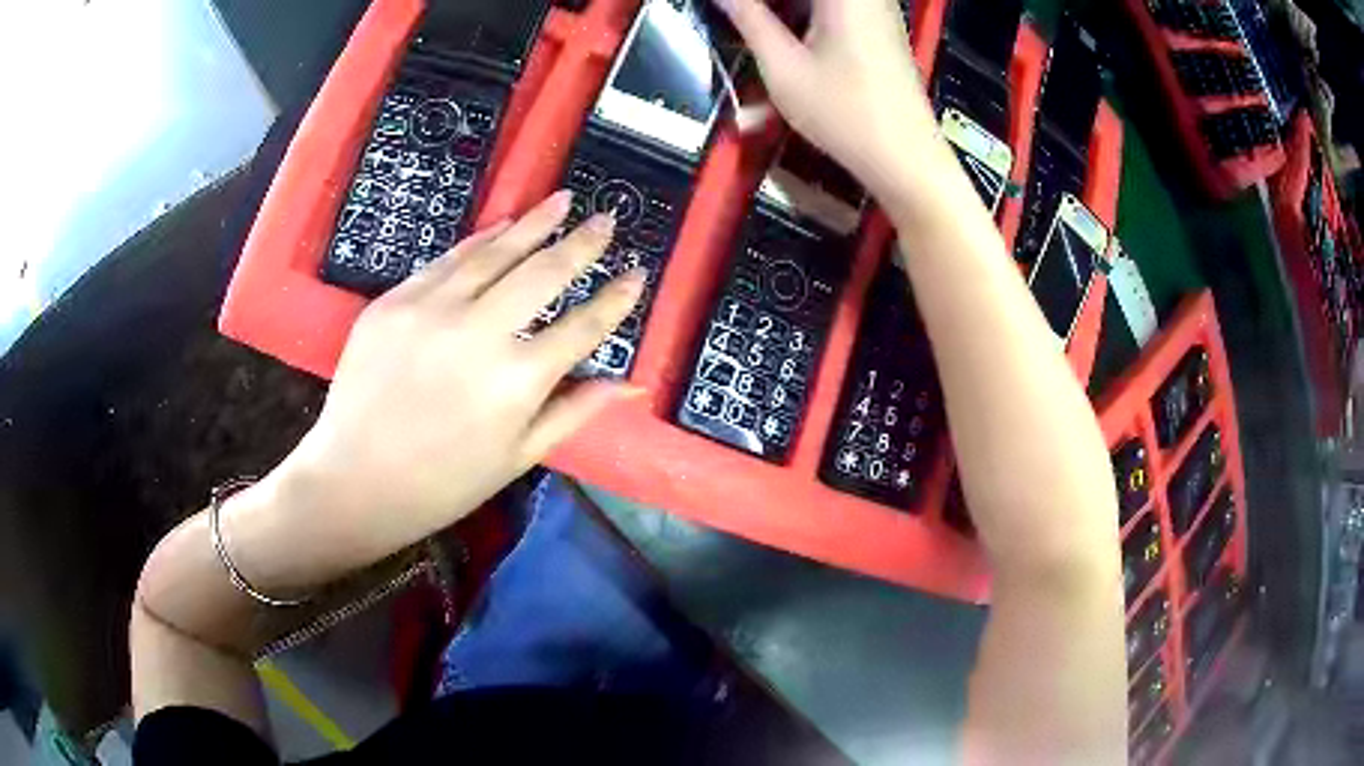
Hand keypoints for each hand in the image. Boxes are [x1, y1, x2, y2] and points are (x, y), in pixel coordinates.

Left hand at [269, 193, 644, 570]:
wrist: (354, 480)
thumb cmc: (444, 482)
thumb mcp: (518, 457)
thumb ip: (574, 411)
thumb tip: (629, 383)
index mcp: (517, 382)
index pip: (582, 326)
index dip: (616, 298)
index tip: (637, 274)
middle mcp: (479, 333)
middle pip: (544, 273)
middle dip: (582, 244)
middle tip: (606, 220)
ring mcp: (431, 310)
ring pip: (494, 253)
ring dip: (533, 223)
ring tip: (561, 201)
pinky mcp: (394, 301)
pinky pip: (446, 260)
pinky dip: (479, 240)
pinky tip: (502, 225)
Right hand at [716, 0, 953, 207]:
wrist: (905, 157)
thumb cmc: (843, 112)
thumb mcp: (783, 67)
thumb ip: (748, 19)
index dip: (754, 2)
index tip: (729, 11)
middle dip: (768, 5)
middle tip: (737, 17)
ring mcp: (878, 8)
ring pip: (818, 2)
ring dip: (785, 9)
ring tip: (754, 24)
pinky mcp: (881, 27)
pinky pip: (838, 8)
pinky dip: (806, 14)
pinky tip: (785, 33)